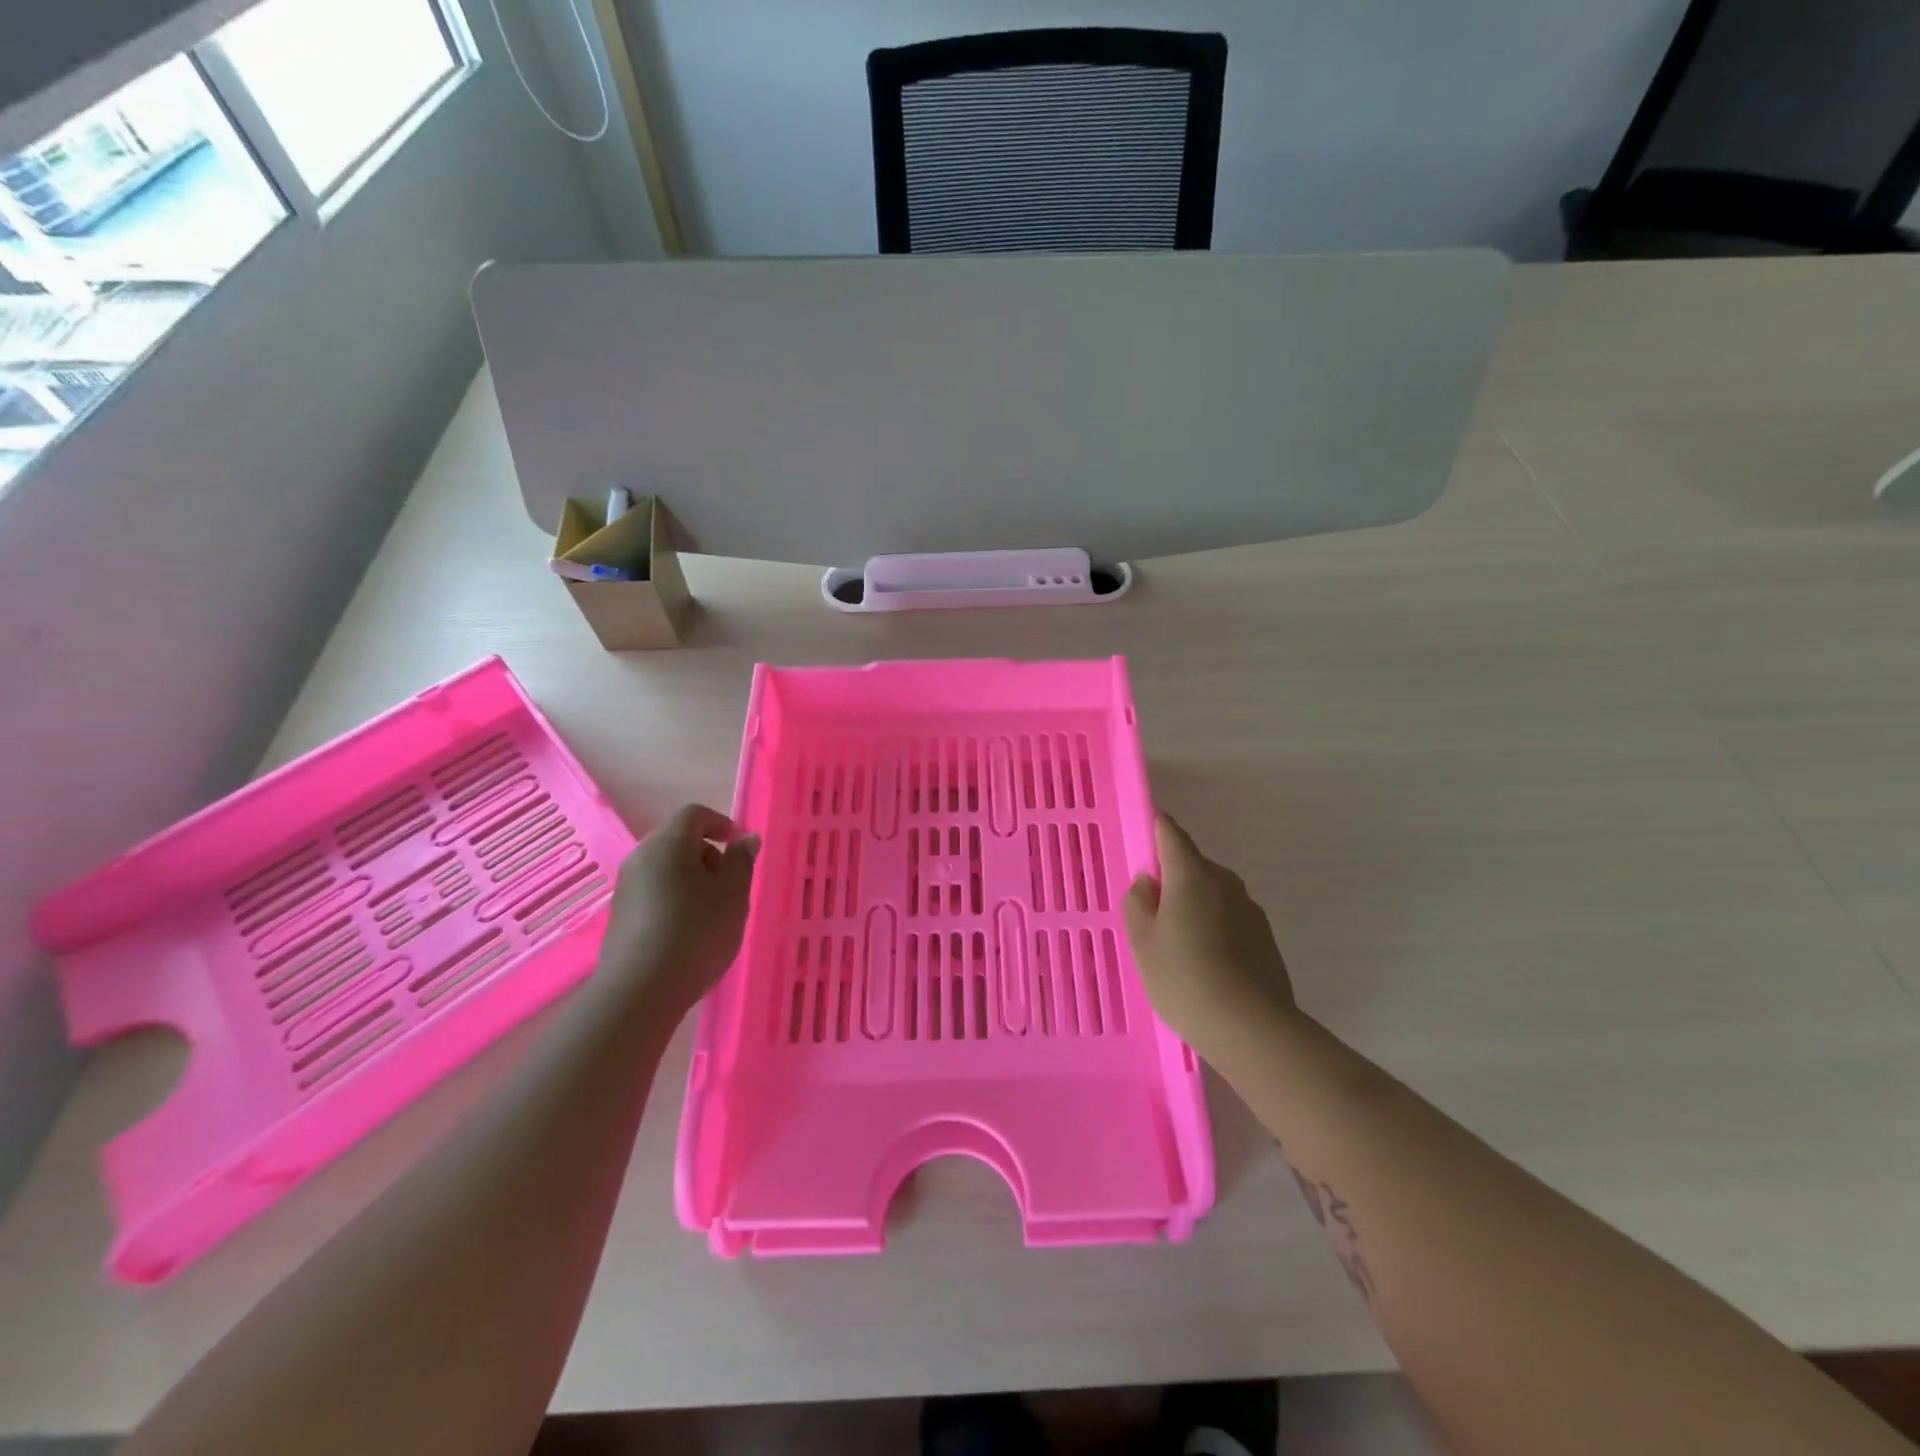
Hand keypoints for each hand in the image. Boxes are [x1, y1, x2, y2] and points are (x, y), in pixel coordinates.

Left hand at [597, 804, 758, 1018]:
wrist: (641, 991)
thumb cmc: (696, 931)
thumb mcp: (733, 894)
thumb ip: (741, 862)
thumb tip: (745, 839)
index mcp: (667, 843)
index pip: (694, 814)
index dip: (721, 824)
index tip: (740, 847)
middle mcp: (641, 858)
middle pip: (678, 840)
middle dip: (708, 855)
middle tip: (731, 884)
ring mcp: (626, 888)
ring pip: (666, 869)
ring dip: (693, 881)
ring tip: (714, 913)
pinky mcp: (621, 917)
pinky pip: (655, 893)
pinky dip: (676, 900)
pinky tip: (690, 932)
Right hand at [1124, 813, 1297, 1055]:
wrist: (1252, 1029)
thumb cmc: (1184, 978)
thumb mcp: (1141, 941)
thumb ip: (1137, 901)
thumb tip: (1149, 882)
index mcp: (1192, 874)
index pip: (1170, 832)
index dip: (1153, 830)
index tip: (1139, 845)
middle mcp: (1225, 881)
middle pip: (1191, 865)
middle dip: (1171, 881)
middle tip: (1150, 918)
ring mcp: (1250, 909)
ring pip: (1211, 895)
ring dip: (1193, 908)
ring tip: (1177, 949)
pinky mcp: (1265, 937)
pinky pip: (1229, 920)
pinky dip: (1214, 930)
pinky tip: (1205, 966)